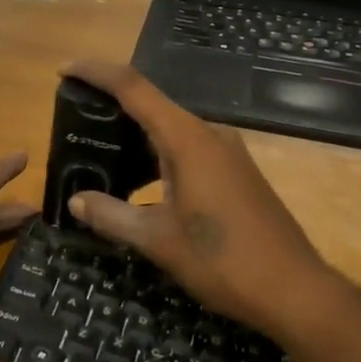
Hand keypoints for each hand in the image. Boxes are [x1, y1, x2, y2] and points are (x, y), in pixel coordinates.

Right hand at [62, 59, 345, 341]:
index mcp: (187, 139)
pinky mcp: (236, 173)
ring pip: (170, 129)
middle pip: (151, 105)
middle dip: (111, 107)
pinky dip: (156, 155)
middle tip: (75, 123)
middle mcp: (208, 135)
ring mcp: (227, 153)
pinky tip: (140, 182)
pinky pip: (187, 149)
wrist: (295, 292)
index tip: (65, 69)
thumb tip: (76, 201)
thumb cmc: (223, 261)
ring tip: (99, 154)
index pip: (133, 88)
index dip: (96, 72)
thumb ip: (112, 216)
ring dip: (134, 136)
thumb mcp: (158, 240)